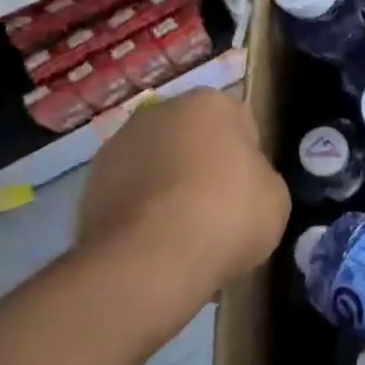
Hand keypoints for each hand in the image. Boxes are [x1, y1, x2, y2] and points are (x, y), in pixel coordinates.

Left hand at [74, 88, 289, 337]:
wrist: (150, 261)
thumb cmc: (227, 215)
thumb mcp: (275, 197)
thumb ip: (259, 177)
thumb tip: (242, 182)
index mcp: (211, 103)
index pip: (239, 122)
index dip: (247, 158)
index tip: (248, 190)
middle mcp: (160, 112)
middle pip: (192, 137)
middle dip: (201, 165)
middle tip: (217, 210)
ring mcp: (118, 146)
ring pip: (156, 164)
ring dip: (166, 187)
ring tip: (181, 235)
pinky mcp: (89, 185)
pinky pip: (128, 194)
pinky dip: (139, 212)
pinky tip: (152, 245)